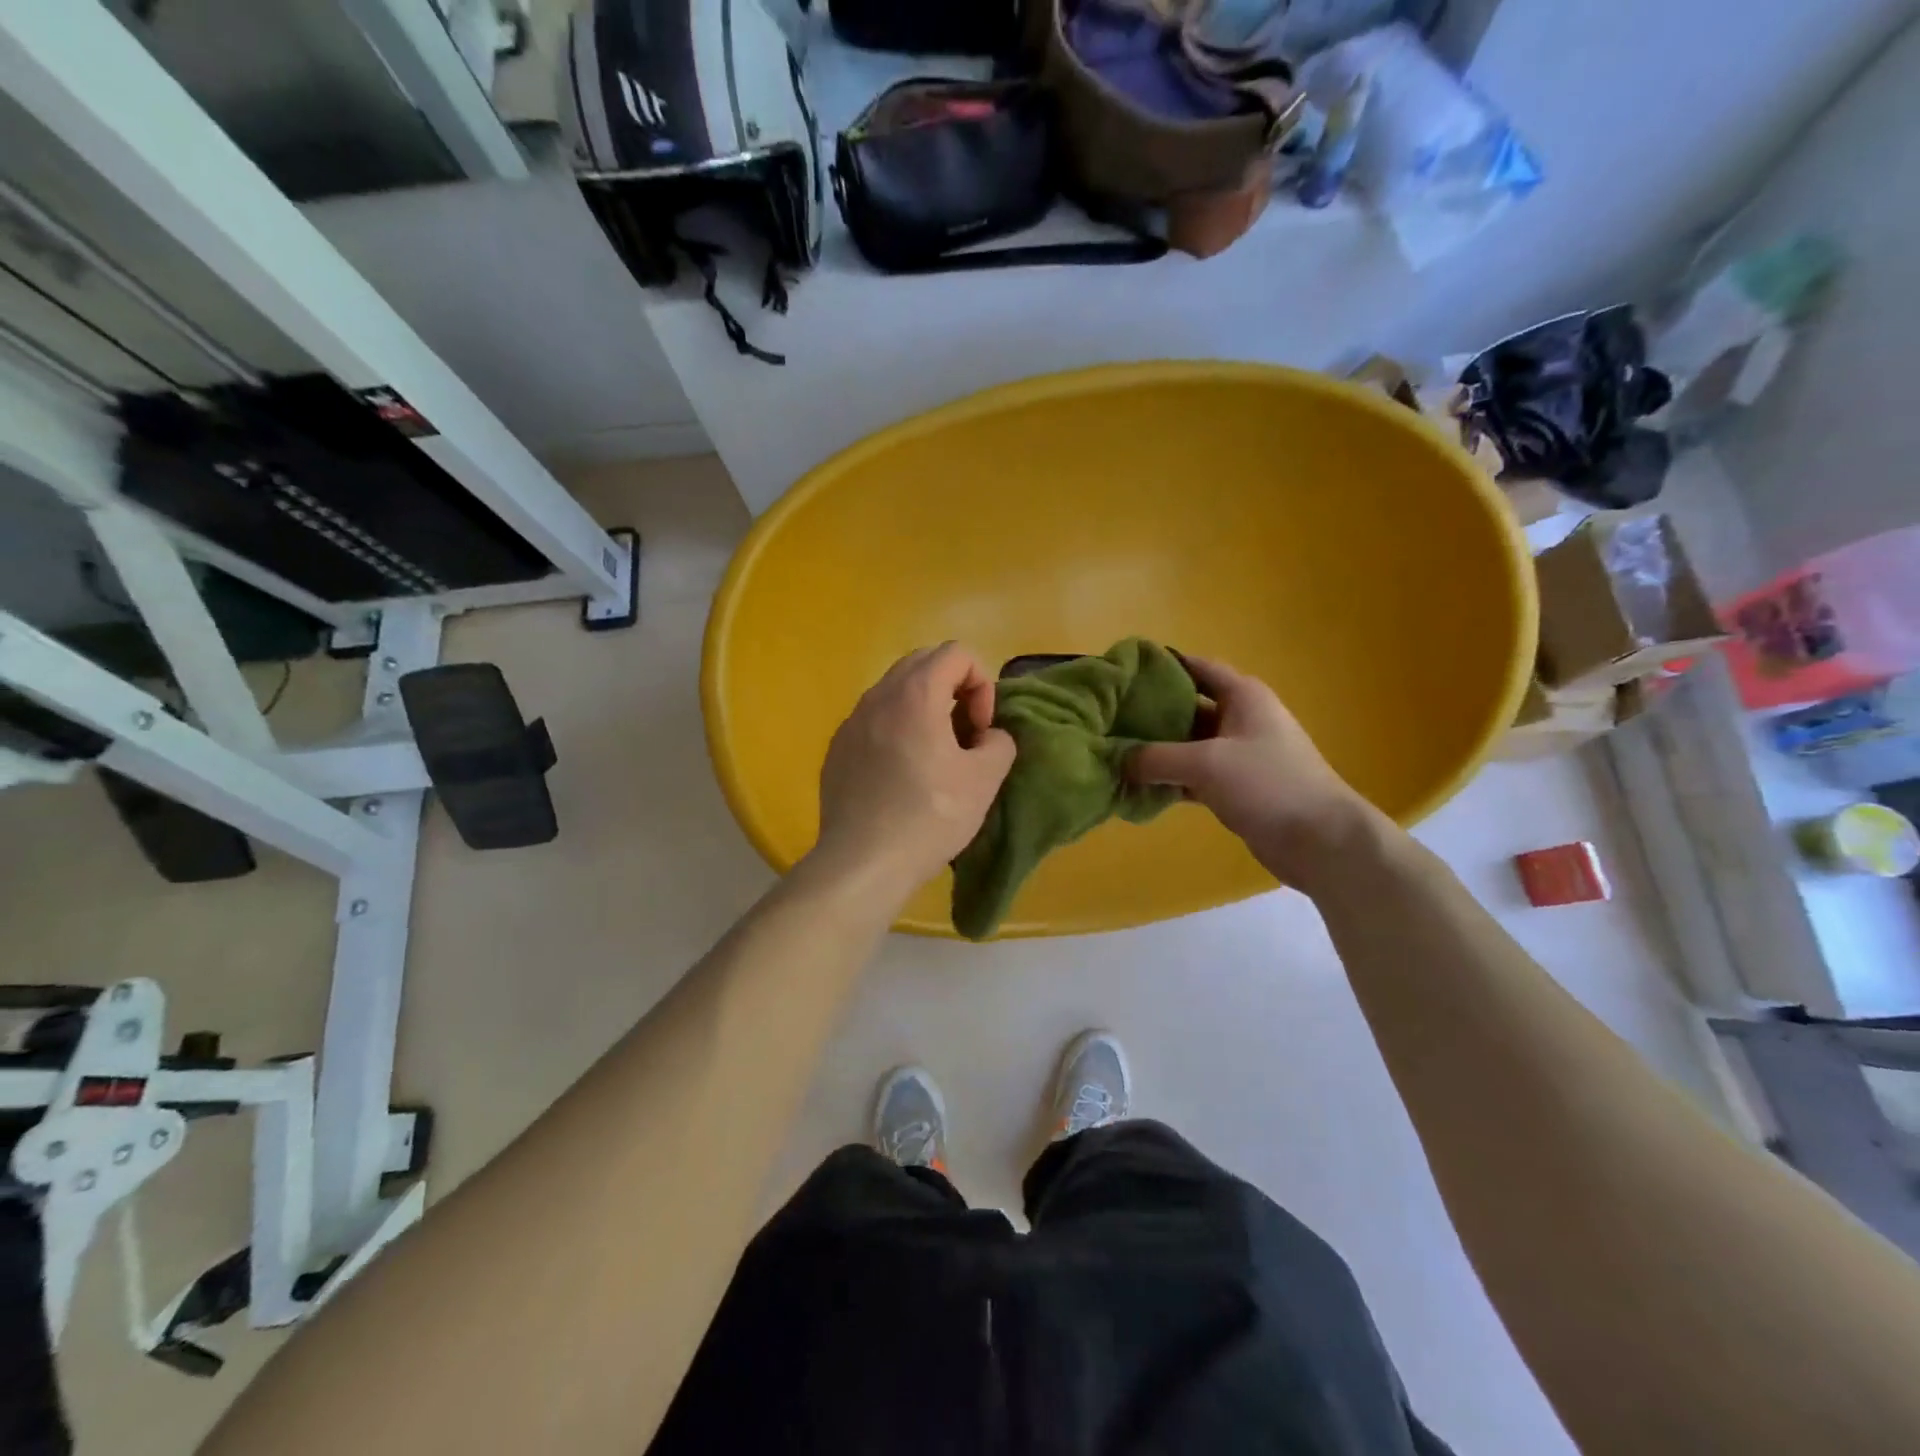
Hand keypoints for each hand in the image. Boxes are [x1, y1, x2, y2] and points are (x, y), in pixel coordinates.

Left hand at [810, 643, 1016, 901]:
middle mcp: (878, 696)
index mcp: (916, 694)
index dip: (981, 684)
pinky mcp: (837, 749)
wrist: (863, 862)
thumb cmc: (929, 817)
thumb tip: (987, 736)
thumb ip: (999, 742)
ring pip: (895, 691)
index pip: (956, 652)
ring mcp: (851, 722)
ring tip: (935, 755)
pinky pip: (874, 720)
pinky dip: (896, 729)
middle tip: (963, 734)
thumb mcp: (985, 780)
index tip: (979, 729)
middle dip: (953, 688)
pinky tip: (901, 775)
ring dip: (924, 708)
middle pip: (923, 662)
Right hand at [1128, 655, 1375, 886]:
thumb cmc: (1267, 784)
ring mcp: (1240, 754)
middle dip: (1150, 711)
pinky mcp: (1237, 787)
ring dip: (1157, 750)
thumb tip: (1117, 759)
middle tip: (1110, 717)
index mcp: (1242, 695)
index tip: (1121, 673)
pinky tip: (1139, 787)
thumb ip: (1156, 757)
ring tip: (1116, 752)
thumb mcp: (1206, 763)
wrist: (1319, 839)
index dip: (1160, 665)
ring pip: (1188, 744)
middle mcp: (1241, 718)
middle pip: (1187, 706)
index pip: (1195, 667)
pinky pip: (1194, 775)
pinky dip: (1170, 779)